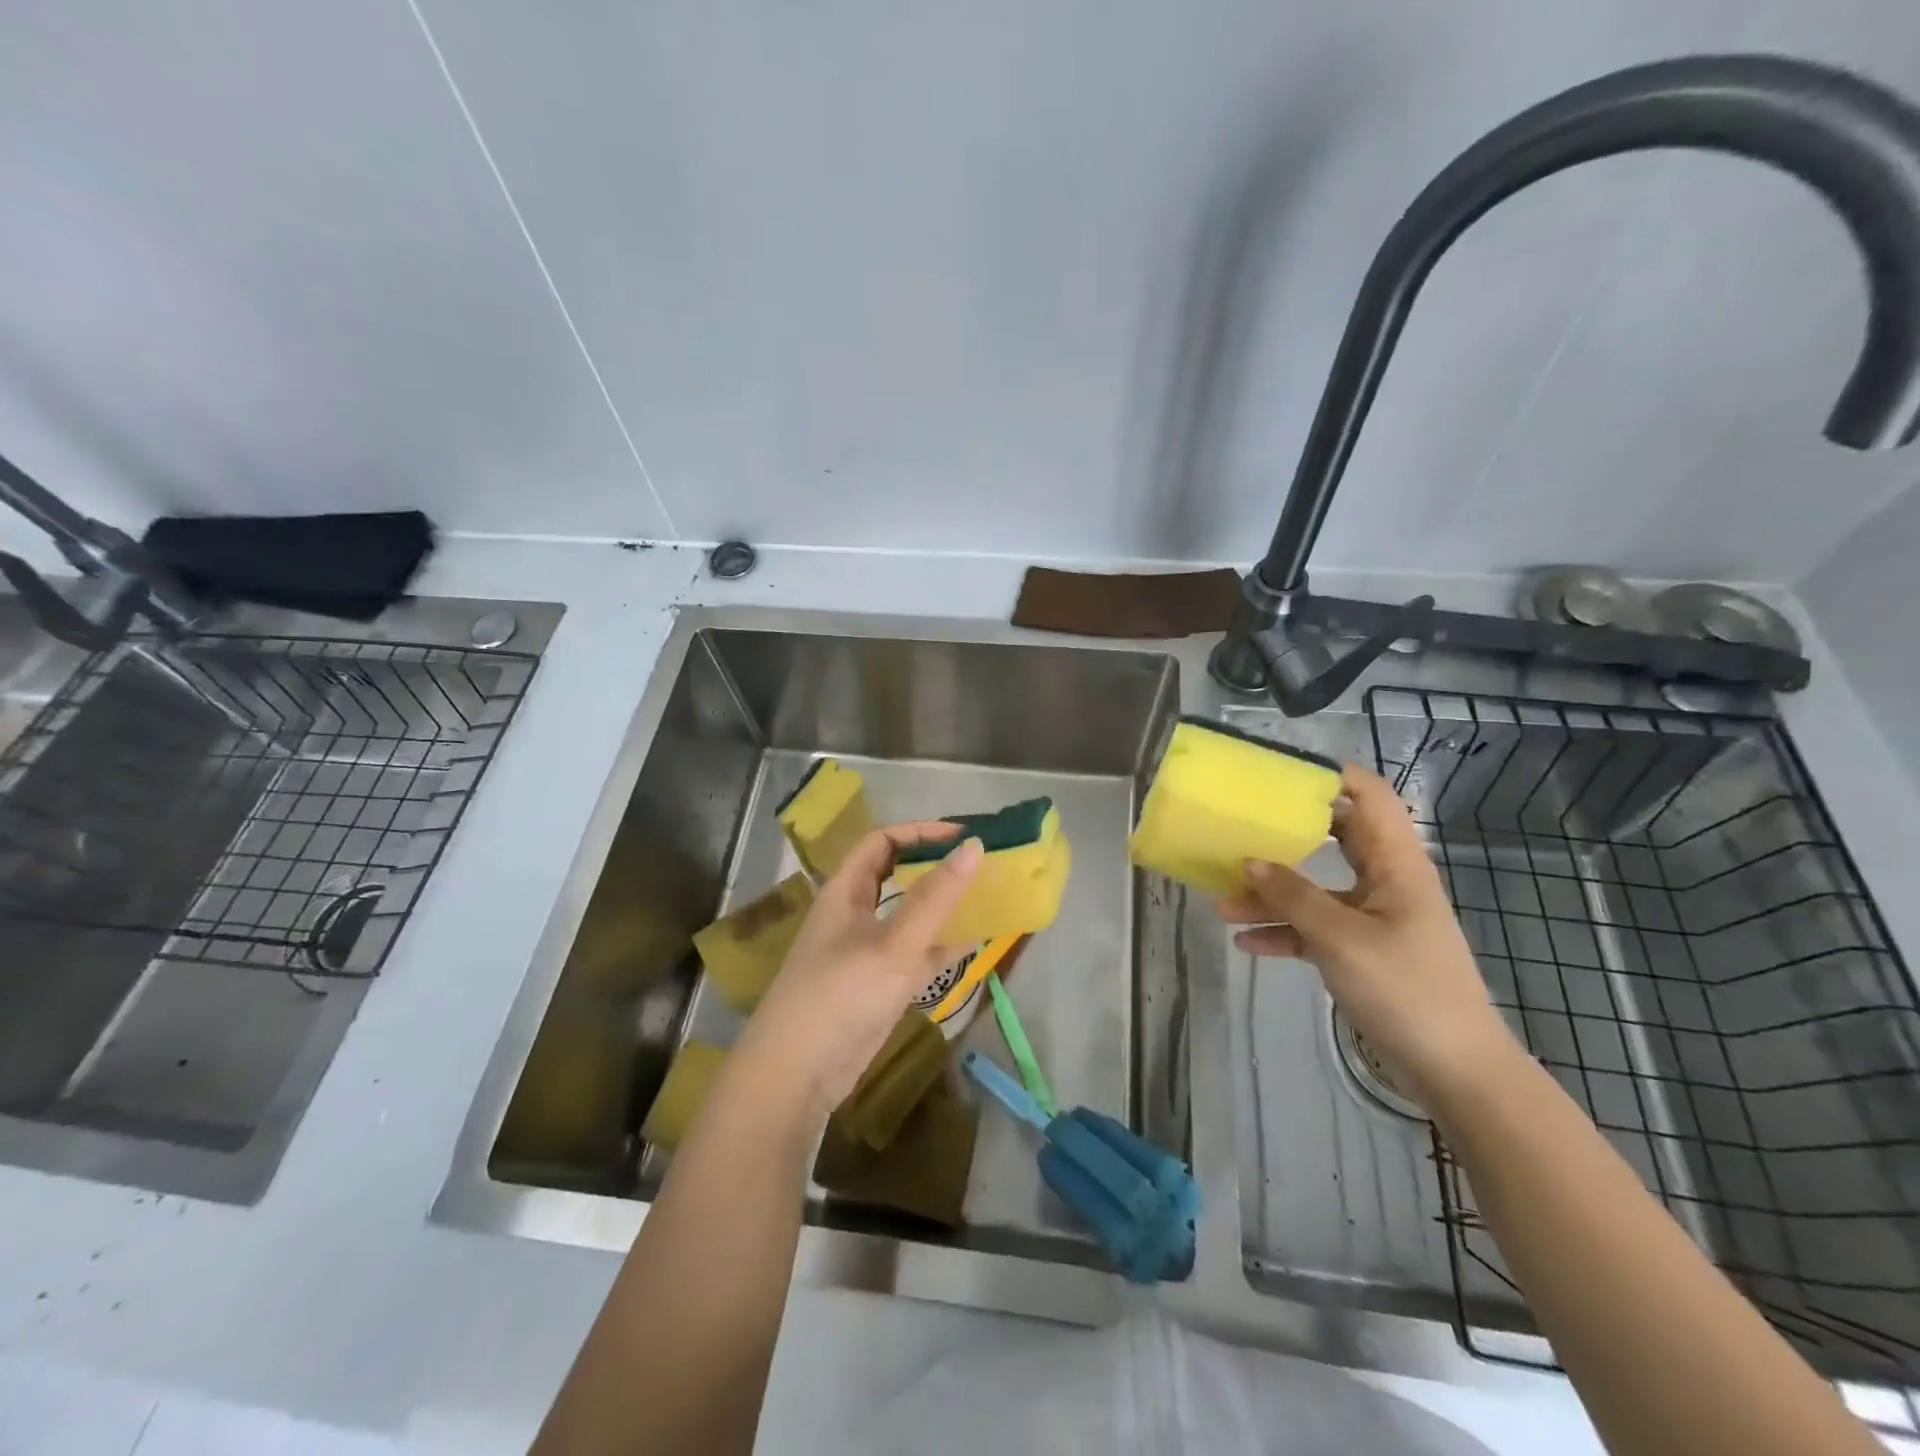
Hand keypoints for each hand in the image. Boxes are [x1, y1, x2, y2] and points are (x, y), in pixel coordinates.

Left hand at [733, 823, 982, 1121]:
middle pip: (896, 875)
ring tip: (986, 896)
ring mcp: (866, 951)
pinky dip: (942, 946)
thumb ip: (937, 897)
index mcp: (845, 891)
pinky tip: (976, 942)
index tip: (962, 835)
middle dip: (935, 865)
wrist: (798, 1074)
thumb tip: (974, 846)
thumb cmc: (842, 994)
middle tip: (978, 863)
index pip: (882, 841)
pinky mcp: (877, 985)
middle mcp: (854, 914)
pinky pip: (916, 954)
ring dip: (943, 905)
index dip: (920, 832)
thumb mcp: (896, 942)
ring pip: (909, 916)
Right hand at [1216, 762, 1518, 1106]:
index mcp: (1396, 863)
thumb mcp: (1341, 938)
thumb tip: (1248, 861)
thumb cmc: (1406, 988)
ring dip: (1271, 894)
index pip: (1370, 796)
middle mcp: (1385, 881)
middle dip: (1287, 833)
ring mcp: (1372, 918)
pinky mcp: (1362, 952)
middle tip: (1242, 824)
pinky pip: (1314, 929)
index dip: (1331, 775)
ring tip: (1221, 901)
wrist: (1454, 1070)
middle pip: (1335, 838)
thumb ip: (1292, 896)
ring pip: (1316, 889)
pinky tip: (1245, 942)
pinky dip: (1283, 932)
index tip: (1281, 772)